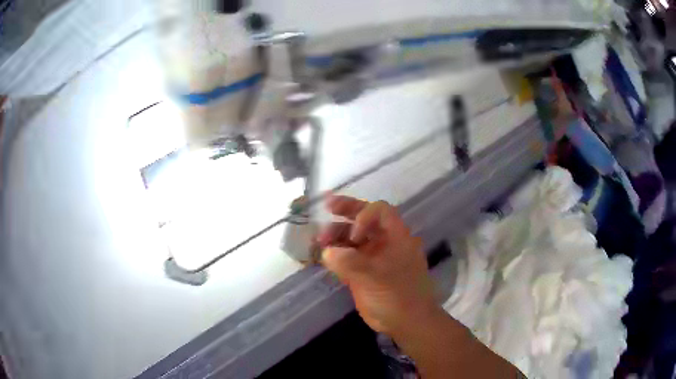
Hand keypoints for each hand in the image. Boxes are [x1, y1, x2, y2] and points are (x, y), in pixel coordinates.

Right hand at [318, 195, 435, 335]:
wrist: (407, 323)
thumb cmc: (398, 296)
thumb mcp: (377, 277)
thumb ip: (351, 263)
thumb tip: (326, 252)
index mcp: (396, 237)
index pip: (380, 212)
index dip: (364, 215)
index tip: (353, 235)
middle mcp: (384, 243)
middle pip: (364, 220)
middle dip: (345, 213)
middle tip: (327, 208)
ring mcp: (373, 258)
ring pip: (352, 238)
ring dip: (336, 236)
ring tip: (319, 241)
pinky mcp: (363, 272)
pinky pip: (346, 257)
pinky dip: (334, 254)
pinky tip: (321, 255)